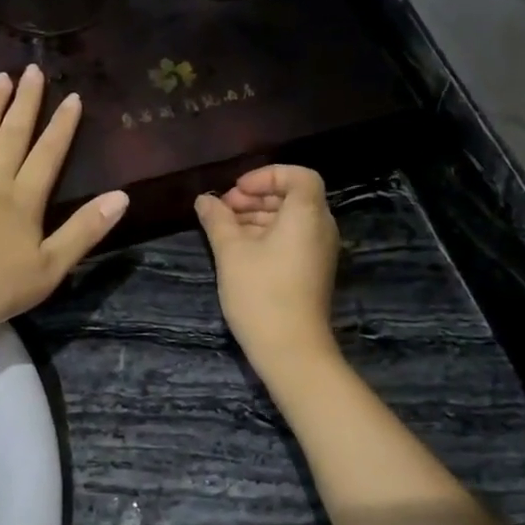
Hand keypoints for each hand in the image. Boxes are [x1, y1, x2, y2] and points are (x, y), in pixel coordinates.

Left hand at [0, 65, 128, 336]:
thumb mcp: (48, 269)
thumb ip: (83, 231)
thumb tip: (121, 197)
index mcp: (23, 199)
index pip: (48, 154)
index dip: (62, 126)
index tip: (72, 97)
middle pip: (12, 133)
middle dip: (25, 101)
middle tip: (32, 69)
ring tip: (0, 77)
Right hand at [195, 165, 341, 371]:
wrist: (291, 350)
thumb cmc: (261, 293)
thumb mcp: (231, 252)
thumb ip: (217, 220)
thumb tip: (204, 200)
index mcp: (307, 214)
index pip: (298, 175)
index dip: (266, 175)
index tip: (236, 191)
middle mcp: (321, 228)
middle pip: (292, 196)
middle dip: (256, 196)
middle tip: (223, 209)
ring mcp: (319, 251)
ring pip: (290, 219)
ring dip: (258, 216)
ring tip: (224, 229)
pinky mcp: (313, 271)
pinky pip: (292, 239)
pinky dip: (267, 235)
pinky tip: (239, 249)